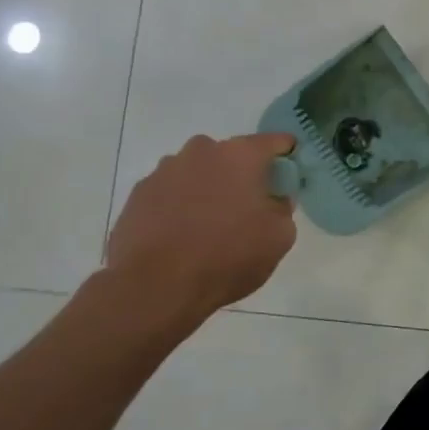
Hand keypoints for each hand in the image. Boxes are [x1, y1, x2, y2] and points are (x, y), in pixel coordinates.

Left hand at [106, 133, 297, 331]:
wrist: (156, 287)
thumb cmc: (228, 256)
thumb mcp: (279, 237)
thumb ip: (284, 208)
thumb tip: (275, 199)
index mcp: (240, 155)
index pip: (274, 142)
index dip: (286, 153)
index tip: (290, 170)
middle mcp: (201, 151)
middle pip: (231, 155)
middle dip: (242, 174)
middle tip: (247, 207)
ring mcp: (164, 171)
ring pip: (198, 172)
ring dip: (207, 188)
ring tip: (208, 225)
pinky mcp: (138, 194)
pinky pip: (170, 192)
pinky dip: (179, 206)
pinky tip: (181, 235)